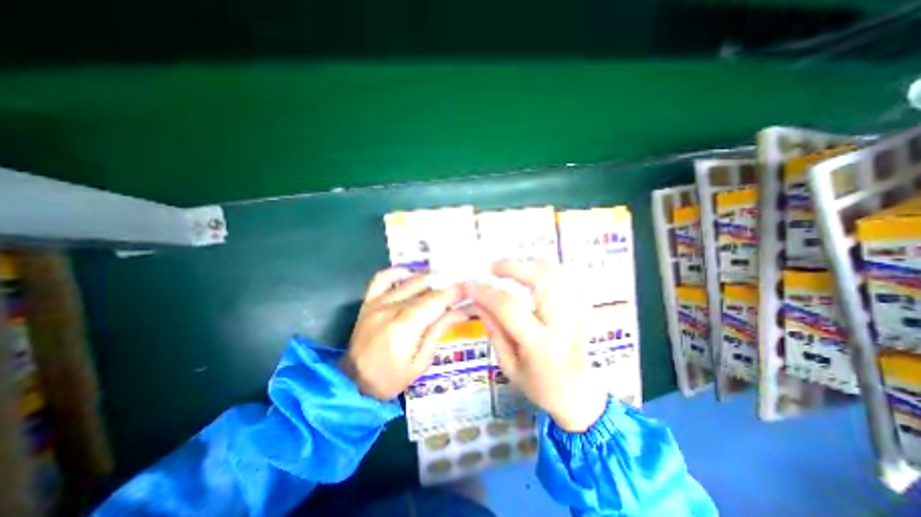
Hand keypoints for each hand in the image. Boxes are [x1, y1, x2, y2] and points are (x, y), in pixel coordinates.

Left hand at [337, 268, 468, 401]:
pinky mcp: (369, 302)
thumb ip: (438, 331)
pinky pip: (382, 278)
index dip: (453, 293)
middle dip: (444, 285)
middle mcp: (390, 309)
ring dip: (428, 278)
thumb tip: (460, 311)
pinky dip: (398, 272)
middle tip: (459, 286)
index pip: (434, 302)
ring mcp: (377, 303)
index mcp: (404, 328)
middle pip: (423, 289)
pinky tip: (411, 274)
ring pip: (408, 281)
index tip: (468, 289)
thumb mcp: (421, 362)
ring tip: (442, 280)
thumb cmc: (390, 378)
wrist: (353, 382)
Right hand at [469, 258, 609, 431]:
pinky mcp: (580, 308)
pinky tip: (531, 272)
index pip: (509, 308)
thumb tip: (479, 302)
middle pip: (542, 279)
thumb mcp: (509, 366)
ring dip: (530, 263)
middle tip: (492, 267)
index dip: (486, 293)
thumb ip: (495, 332)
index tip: (469, 285)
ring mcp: (574, 312)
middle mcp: (561, 323)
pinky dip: (547, 268)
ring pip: (557, 273)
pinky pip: (566, 277)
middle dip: (513, 266)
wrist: (577, 394)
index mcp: (541, 344)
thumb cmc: (539, 386)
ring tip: (510, 267)